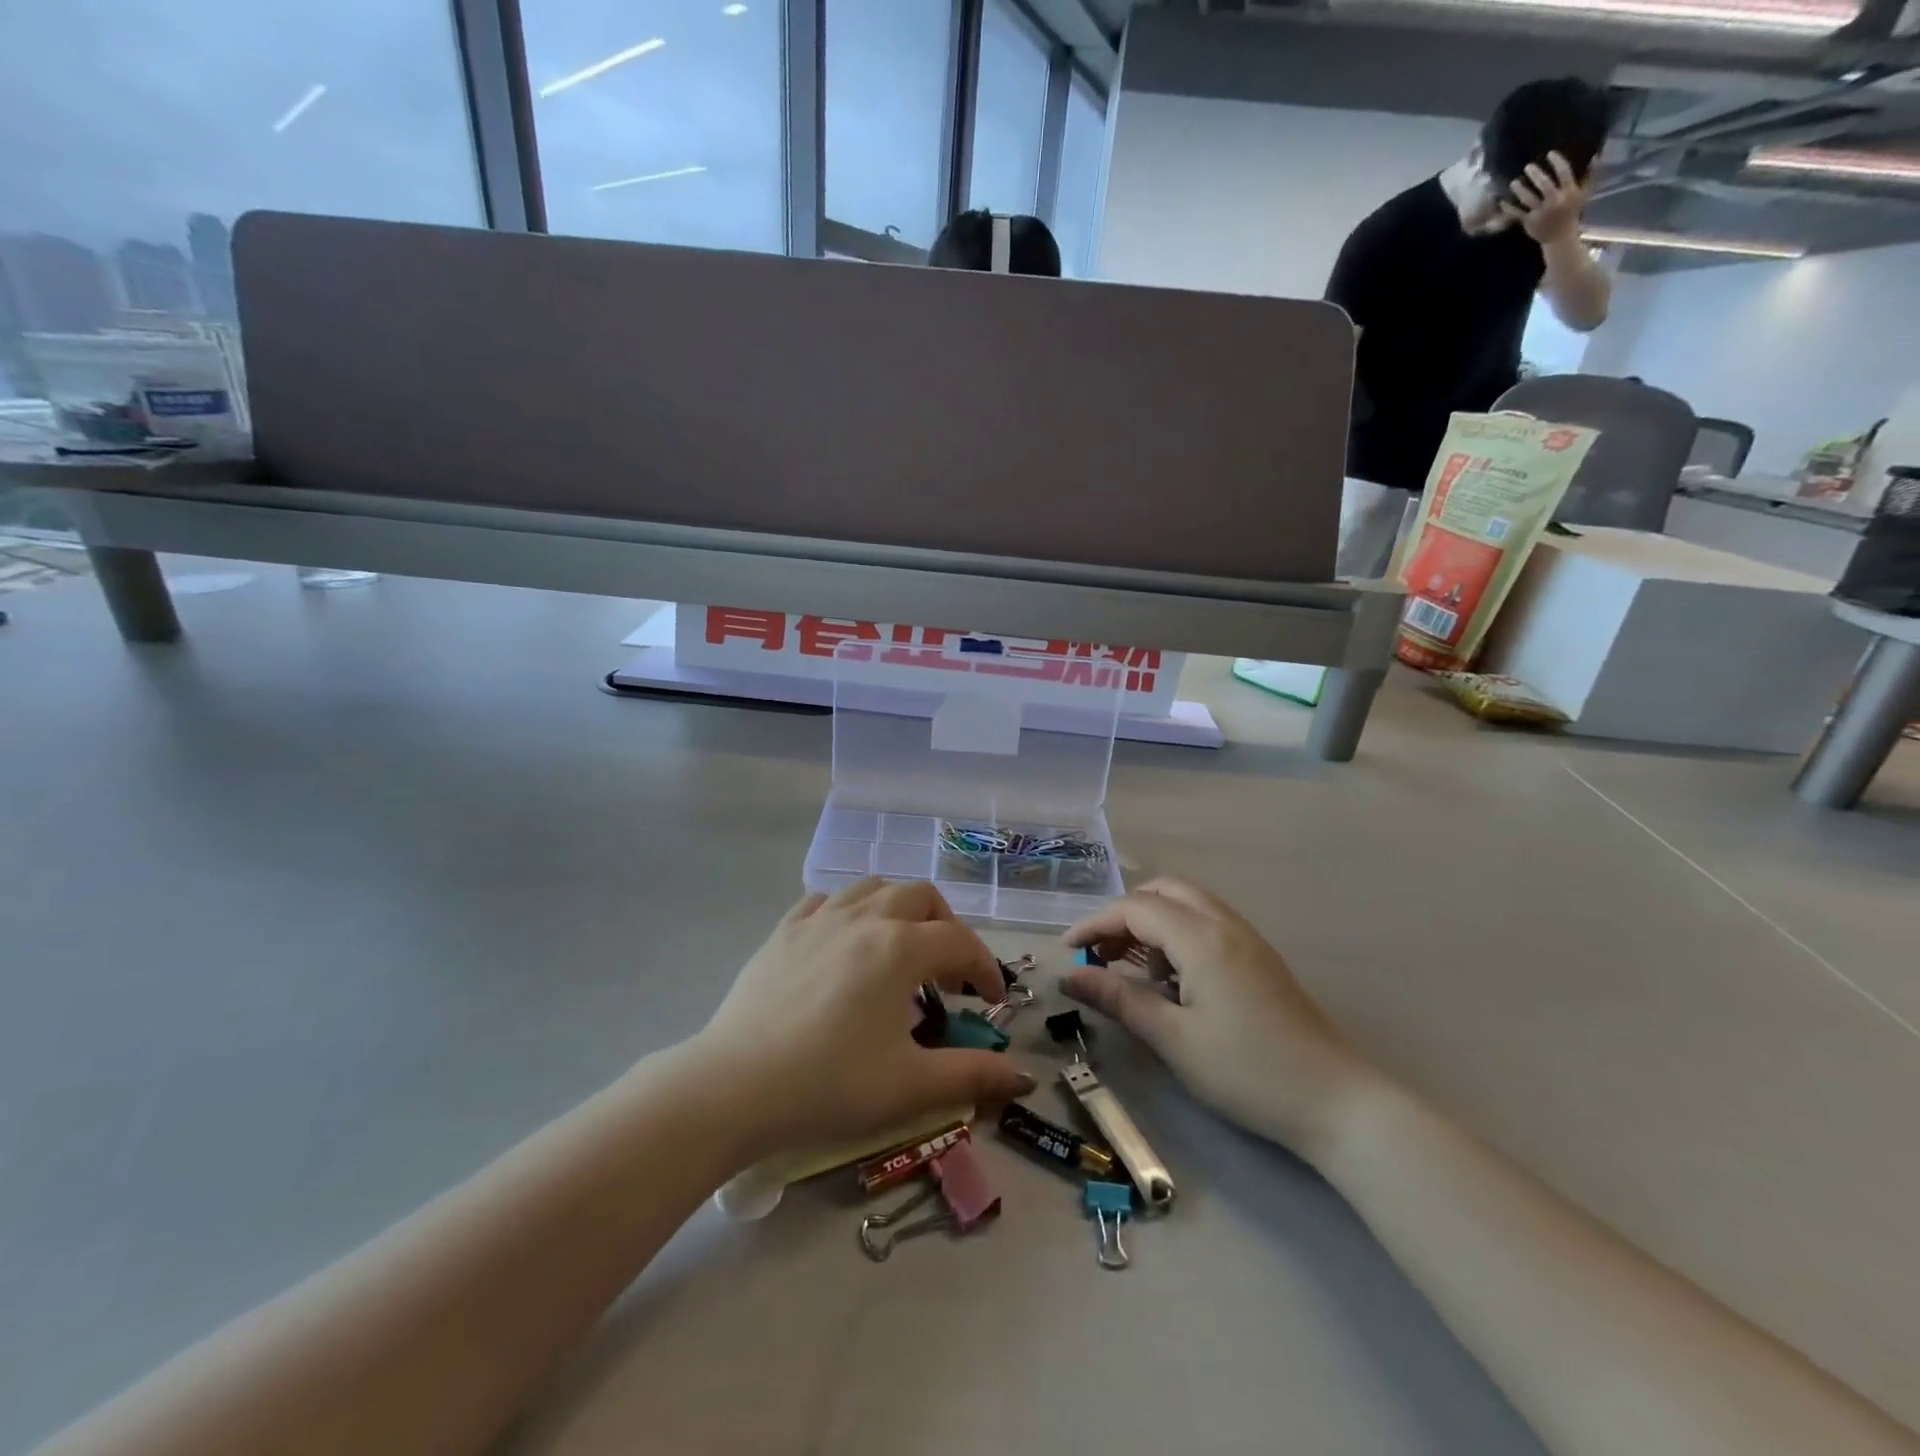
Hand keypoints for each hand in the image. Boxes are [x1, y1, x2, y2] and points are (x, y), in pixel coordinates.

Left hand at [696, 879, 1035, 1157]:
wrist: (733, 1087)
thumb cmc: (829, 1085)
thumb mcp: (909, 1086)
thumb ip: (972, 1075)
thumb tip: (1023, 1075)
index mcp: (900, 948)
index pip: (961, 942)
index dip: (985, 968)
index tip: (990, 1002)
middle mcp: (865, 918)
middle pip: (921, 897)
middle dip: (945, 928)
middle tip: (947, 973)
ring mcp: (820, 918)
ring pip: (874, 887)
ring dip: (899, 910)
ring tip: (899, 950)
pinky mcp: (784, 930)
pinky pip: (827, 901)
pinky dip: (850, 912)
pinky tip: (844, 945)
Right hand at [1062, 878, 1379, 1161]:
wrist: (1336, 1102)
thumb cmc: (1247, 1072)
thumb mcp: (1173, 1039)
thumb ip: (1119, 999)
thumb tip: (1070, 976)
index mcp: (1202, 938)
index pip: (1135, 908)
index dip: (1095, 924)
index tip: (1067, 952)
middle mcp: (1225, 924)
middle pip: (1163, 891)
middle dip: (1124, 914)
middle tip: (1101, 954)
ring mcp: (1247, 938)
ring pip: (1187, 904)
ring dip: (1151, 922)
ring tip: (1133, 970)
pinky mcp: (1259, 957)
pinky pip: (1206, 924)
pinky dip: (1177, 935)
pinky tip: (1173, 980)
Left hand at [1501, 151, 1587, 245]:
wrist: (1559, 236)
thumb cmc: (1573, 212)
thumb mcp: (1586, 192)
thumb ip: (1591, 174)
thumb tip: (1597, 155)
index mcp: (1569, 192)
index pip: (1564, 173)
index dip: (1557, 162)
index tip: (1550, 154)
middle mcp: (1554, 201)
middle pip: (1543, 185)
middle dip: (1535, 175)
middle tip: (1528, 166)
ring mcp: (1540, 212)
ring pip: (1528, 199)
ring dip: (1520, 190)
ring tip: (1513, 182)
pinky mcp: (1529, 221)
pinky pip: (1517, 213)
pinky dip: (1509, 208)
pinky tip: (1502, 201)